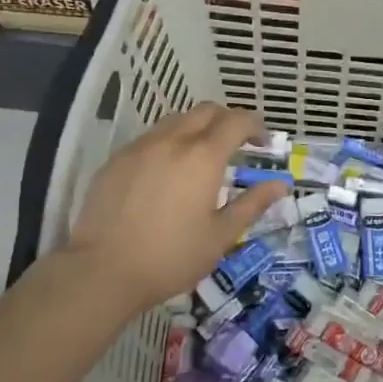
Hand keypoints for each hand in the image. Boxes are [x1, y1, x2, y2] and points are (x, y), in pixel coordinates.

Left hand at [61, 104, 288, 313]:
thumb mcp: (221, 236)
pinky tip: (168, 172)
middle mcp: (173, 140)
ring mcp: (141, 147)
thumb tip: (280, 184)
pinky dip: (169, 142)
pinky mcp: (117, 159)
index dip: (256, 126)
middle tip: (237, 145)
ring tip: (202, 156)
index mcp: (203, 156)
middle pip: (206, 111)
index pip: (237, 122)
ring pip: (176, 120)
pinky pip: (151, 138)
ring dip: (197, 128)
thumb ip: (252, 204)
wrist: (102, 270)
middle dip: (227, 120)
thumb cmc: (171, 256)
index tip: (263, 144)